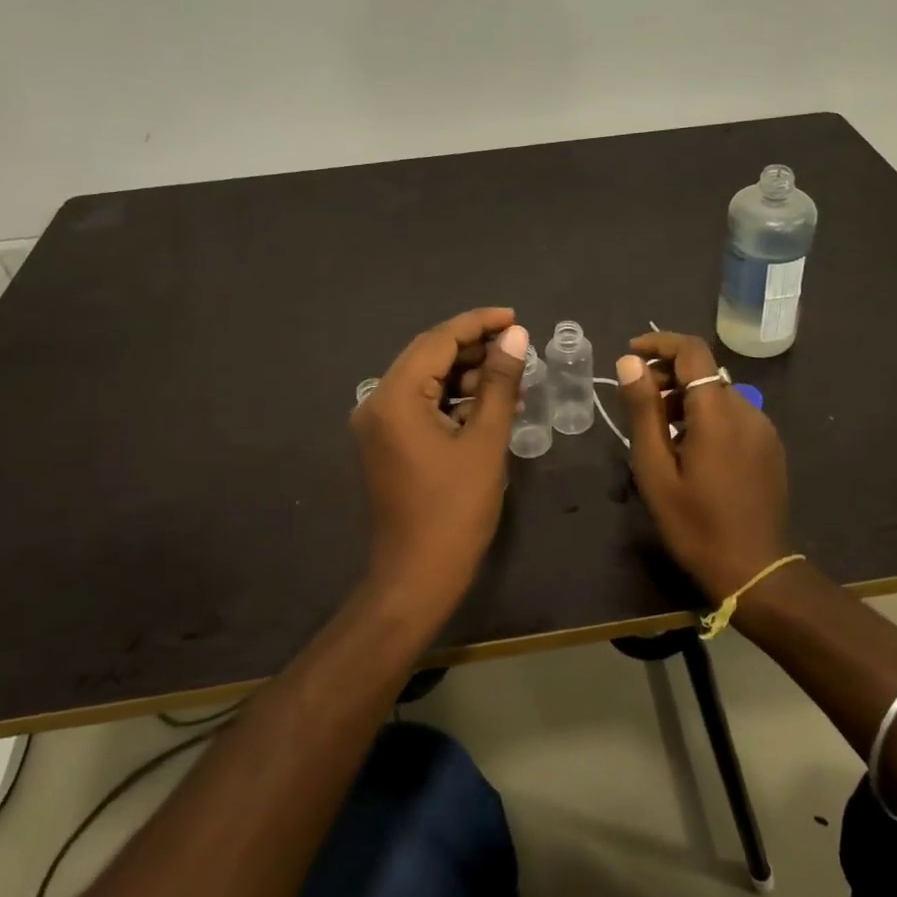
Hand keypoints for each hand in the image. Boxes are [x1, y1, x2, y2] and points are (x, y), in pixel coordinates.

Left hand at [350, 308, 528, 613]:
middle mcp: (377, 402)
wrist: (417, 578)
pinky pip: (422, 407)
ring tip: (514, 382)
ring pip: (427, 382)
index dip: (478, 324)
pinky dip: (454, 403)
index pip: (438, 340)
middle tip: (519, 349)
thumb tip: (516, 336)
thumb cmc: (455, 510)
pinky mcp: (387, 444)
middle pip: (429, 357)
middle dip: (475, 349)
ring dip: (468, 377)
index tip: (516, 319)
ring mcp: (378, 425)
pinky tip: (490, 408)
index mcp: (394, 397)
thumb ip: (499, 382)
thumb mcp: (485, 441)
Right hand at [616, 331, 790, 601]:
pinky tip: (689, 448)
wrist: (755, 570)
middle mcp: (747, 410)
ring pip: (719, 394)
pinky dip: (706, 416)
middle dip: (668, 375)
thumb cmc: (695, 524)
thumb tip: (630, 363)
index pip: (692, 352)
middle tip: (637, 401)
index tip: (630, 355)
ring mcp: (763, 429)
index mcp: (718, 413)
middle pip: (704, 372)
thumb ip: (643, 411)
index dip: (659, 344)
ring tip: (658, 430)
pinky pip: (733, 415)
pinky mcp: (770, 447)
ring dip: (686, 398)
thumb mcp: (655, 470)